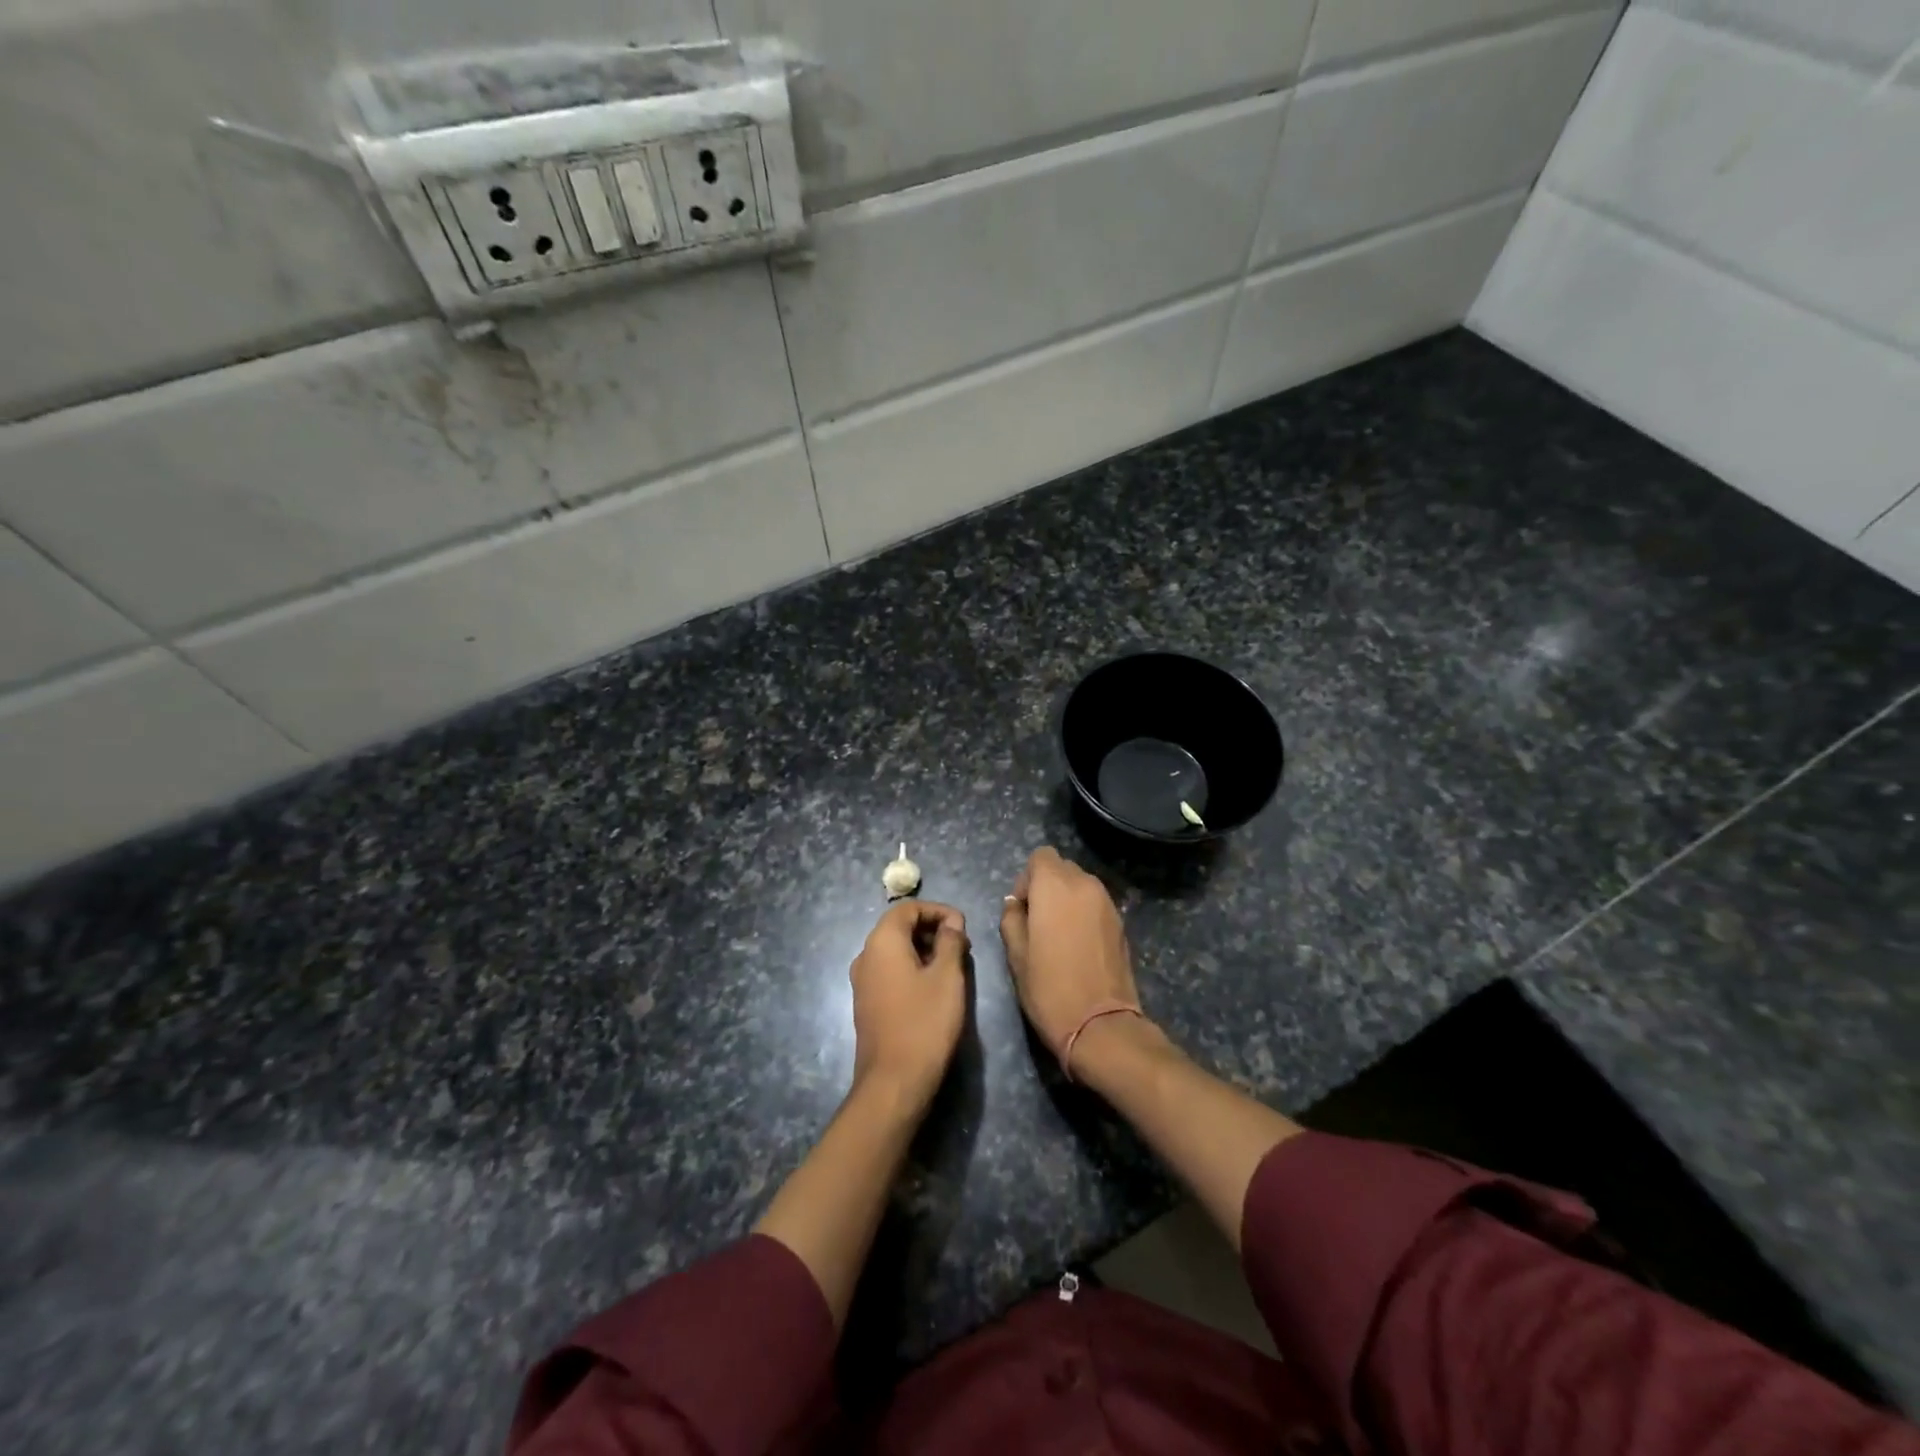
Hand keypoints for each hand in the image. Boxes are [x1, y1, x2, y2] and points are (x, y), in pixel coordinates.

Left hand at [849, 901, 969, 1112]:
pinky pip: (890, 971)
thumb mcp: (947, 977)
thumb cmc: (924, 1023)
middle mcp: (865, 955)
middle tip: (961, 946)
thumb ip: (951, 942)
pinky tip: (933, 988)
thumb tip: (952, 923)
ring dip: (923, 950)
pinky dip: (912, 968)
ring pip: (895, 950)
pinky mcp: (866, 1003)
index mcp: (882, 942)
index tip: (963, 926)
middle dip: (932, 929)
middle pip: (899, 927)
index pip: (908, 908)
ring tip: (953, 966)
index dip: (938, 910)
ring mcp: (862, 981)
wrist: (894, 1082)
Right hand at [999, 847, 1142, 1059]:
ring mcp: (1107, 903)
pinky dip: (1084, 913)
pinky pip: (1096, 904)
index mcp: (1055, 886)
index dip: (1027, 878)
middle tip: (1037, 922)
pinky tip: (1078, 945)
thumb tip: (1016, 904)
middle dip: (1047, 886)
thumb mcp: (1016, 955)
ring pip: (1081, 885)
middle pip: (1062, 868)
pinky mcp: (1120, 922)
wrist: (1100, 1024)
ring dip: (1067, 899)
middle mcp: (1085, 885)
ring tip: (1058, 935)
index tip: (1023, 909)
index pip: (1040, 856)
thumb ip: (1012, 919)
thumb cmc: (1049, 987)